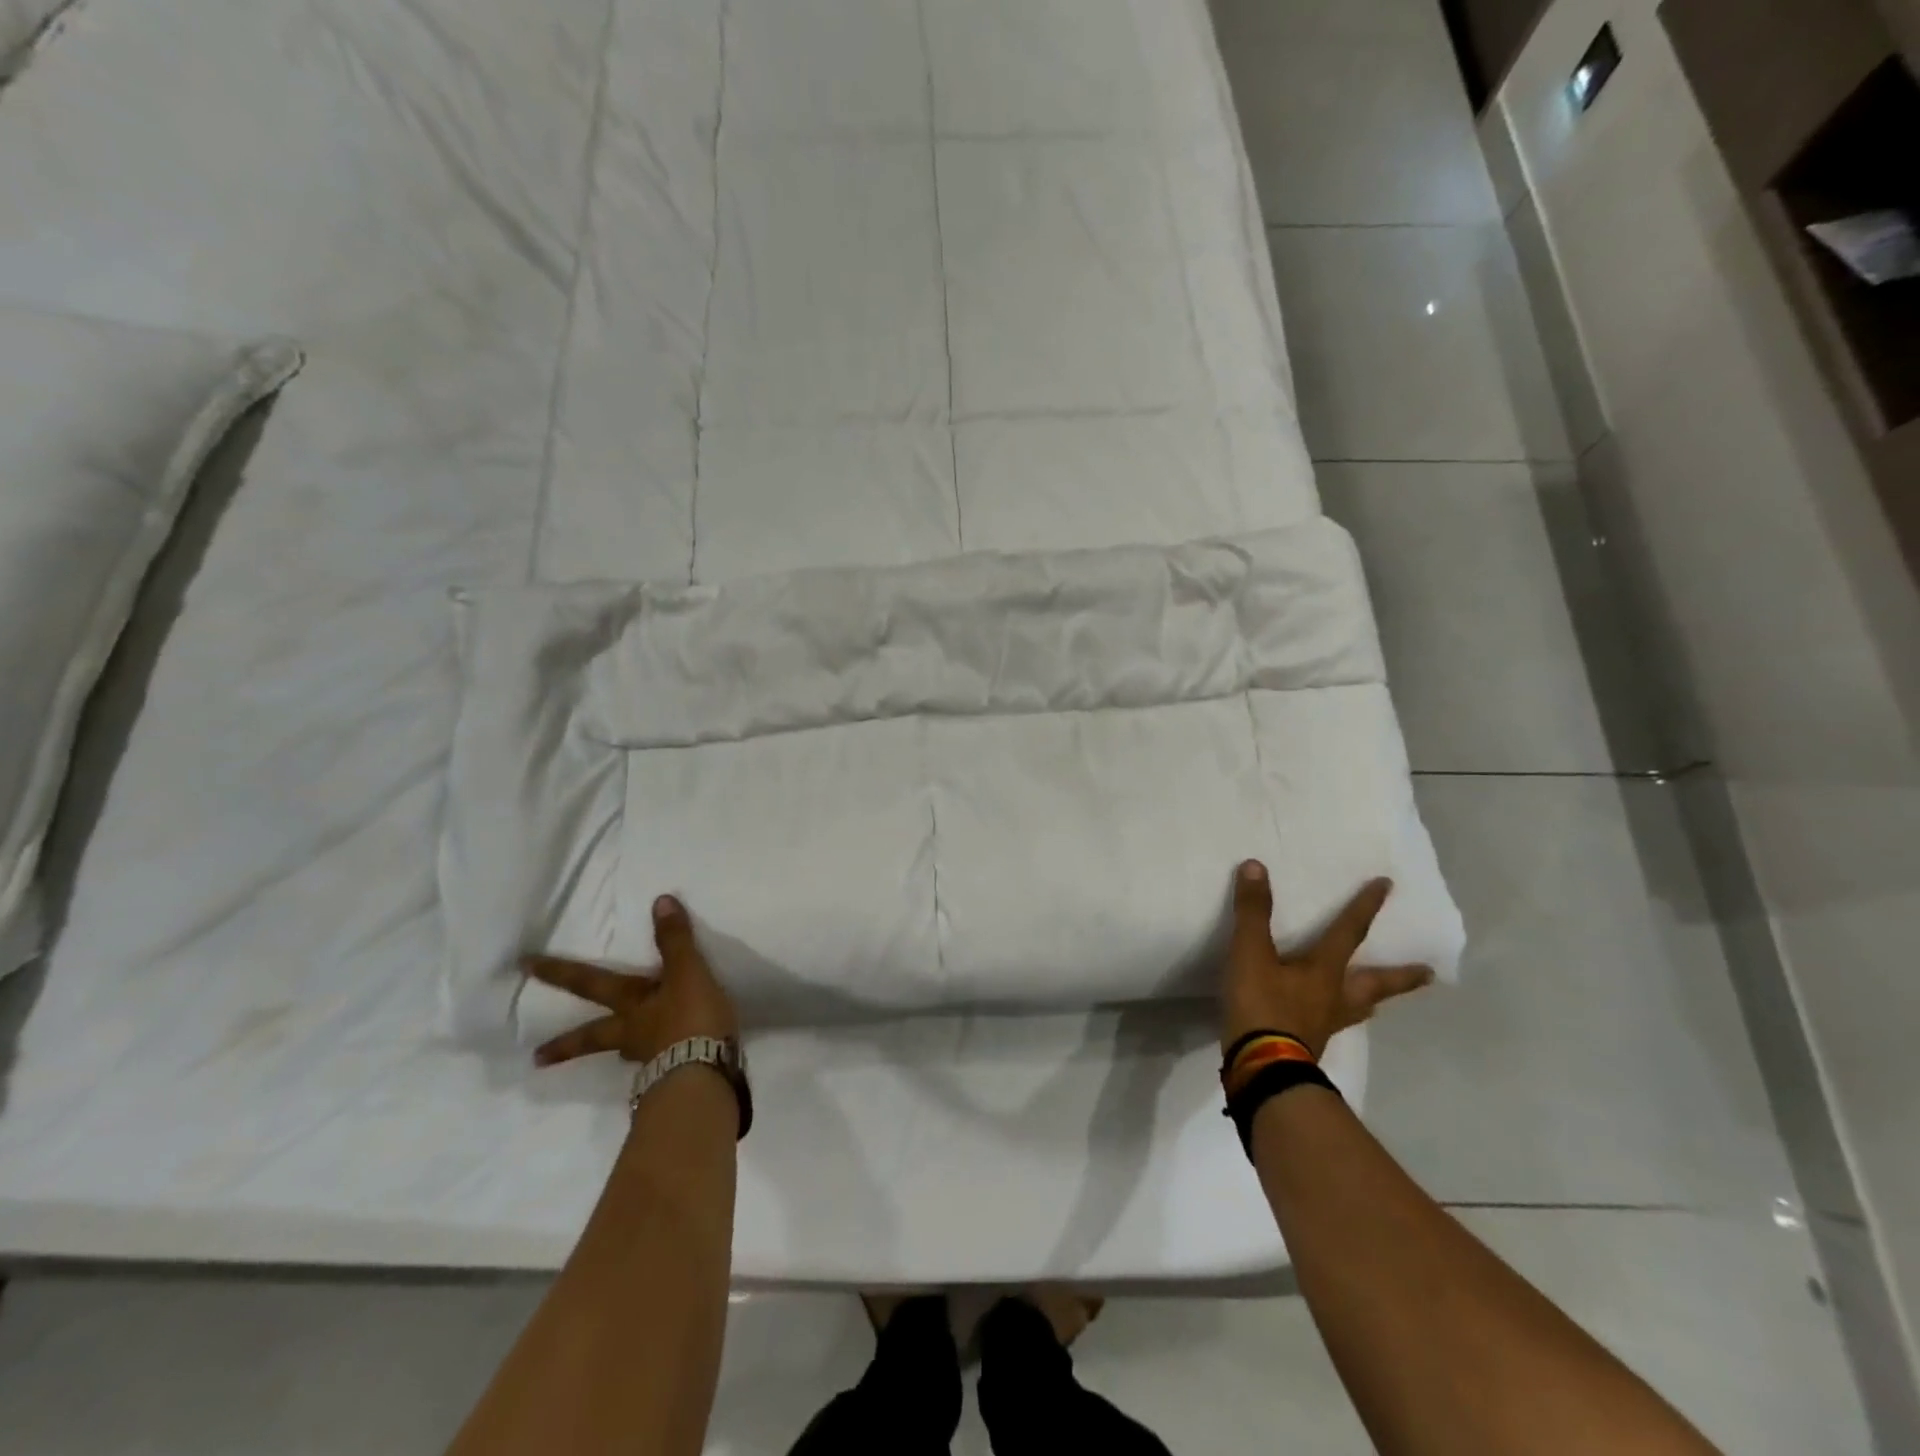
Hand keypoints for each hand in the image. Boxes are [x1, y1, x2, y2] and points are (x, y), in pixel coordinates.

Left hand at [525, 895, 738, 1067]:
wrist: (704, 1075)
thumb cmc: (691, 1019)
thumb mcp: (687, 972)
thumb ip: (675, 940)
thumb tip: (660, 901)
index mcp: (631, 1004)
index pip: (590, 983)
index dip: (560, 973)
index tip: (525, 968)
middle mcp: (632, 1032)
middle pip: (593, 1035)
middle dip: (566, 1045)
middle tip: (536, 1058)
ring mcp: (650, 1058)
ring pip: (624, 1051)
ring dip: (616, 1051)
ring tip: (617, 1053)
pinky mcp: (671, 1076)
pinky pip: (658, 1065)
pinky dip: (657, 1060)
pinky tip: (665, 1061)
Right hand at [1223, 860, 1433, 1060]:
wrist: (1262, 1069)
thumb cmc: (1262, 1006)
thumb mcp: (1251, 953)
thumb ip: (1253, 912)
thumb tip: (1256, 866)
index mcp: (1325, 970)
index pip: (1349, 931)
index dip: (1365, 906)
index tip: (1387, 886)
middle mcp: (1334, 996)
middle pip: (1376, 983)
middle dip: (1401, 975)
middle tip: (1429, 973)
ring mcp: (1325, 1023)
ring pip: (1359, 1008)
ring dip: (1372, 1001)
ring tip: (1379, 1001)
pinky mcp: (1310, 1043)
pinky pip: (1333, 1024)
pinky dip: (1336, 1017)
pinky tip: (1328, 1020)